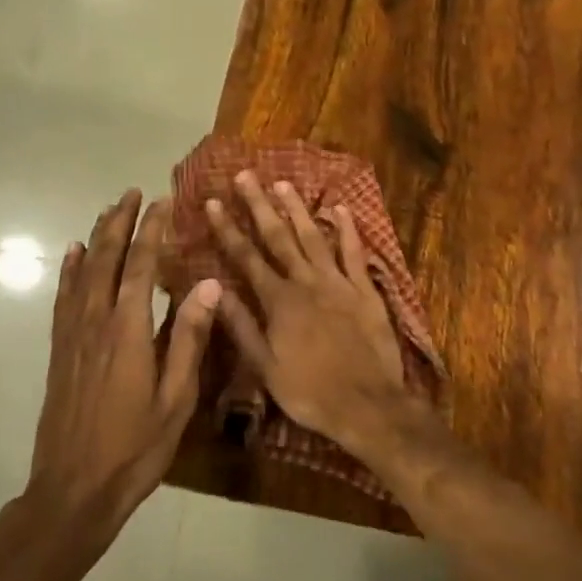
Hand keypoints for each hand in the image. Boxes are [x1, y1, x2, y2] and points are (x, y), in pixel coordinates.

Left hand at [27, 191, 221, 544]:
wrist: (73, 490)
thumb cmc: (135, 449)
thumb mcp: (176, 399)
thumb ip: (189, 338)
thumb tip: (208, 284)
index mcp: (128, 331)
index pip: (142, 265)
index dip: (152, 230)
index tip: (163, 202)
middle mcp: (95, 322)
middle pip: (106, 258)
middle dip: (120, 222)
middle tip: (133, 192)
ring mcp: (72, 335)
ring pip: (82, 271)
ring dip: (96, 237)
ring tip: (108, 210)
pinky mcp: (59, 350)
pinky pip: (63, 297)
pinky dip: (68, 270)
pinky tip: (72, 253)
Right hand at [206, 171, 419, 455]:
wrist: (368, 405)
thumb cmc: (310, 391)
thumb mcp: (265, 367)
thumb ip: (241, 325)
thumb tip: (215, 289)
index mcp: (278, 301)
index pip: (246, 257)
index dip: (228, 229)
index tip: (213, 202)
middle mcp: (305, 282)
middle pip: (278, 237)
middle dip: (259, 205)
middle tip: (246, 175)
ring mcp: (338, 282)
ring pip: (313, 237)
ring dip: (297, 209)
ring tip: (283, 183)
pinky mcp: (365, 289)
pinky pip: (354, 253)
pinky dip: (347, 229)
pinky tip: (339, 208)